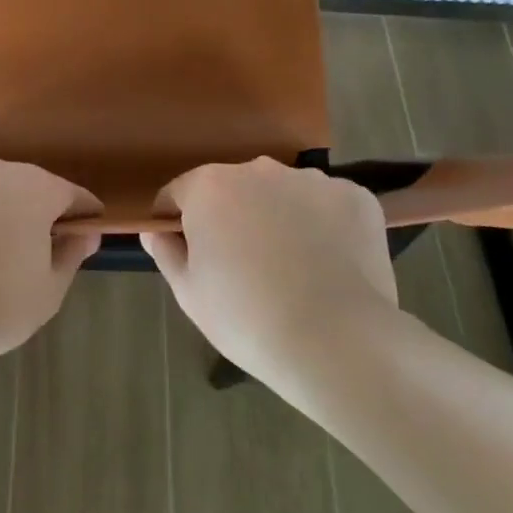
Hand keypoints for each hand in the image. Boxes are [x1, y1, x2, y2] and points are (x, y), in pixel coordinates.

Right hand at [141, 158, 398, 382]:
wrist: (339, 343)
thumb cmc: (247, 318)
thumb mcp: (188, 293)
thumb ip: (166, 252)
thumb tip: (156, 230)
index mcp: (209, 187)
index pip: (178, 193)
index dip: (176, 221)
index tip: (185, 251)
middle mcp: (258, 169)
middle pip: (232, 189)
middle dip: (230, 216)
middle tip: (240, 264)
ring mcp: (312, 180)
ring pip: (281, 194)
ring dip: (277, 216)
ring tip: (291, 266)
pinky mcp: (356, 198)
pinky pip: (326, 205)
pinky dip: (322, 225)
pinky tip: (328, 263)